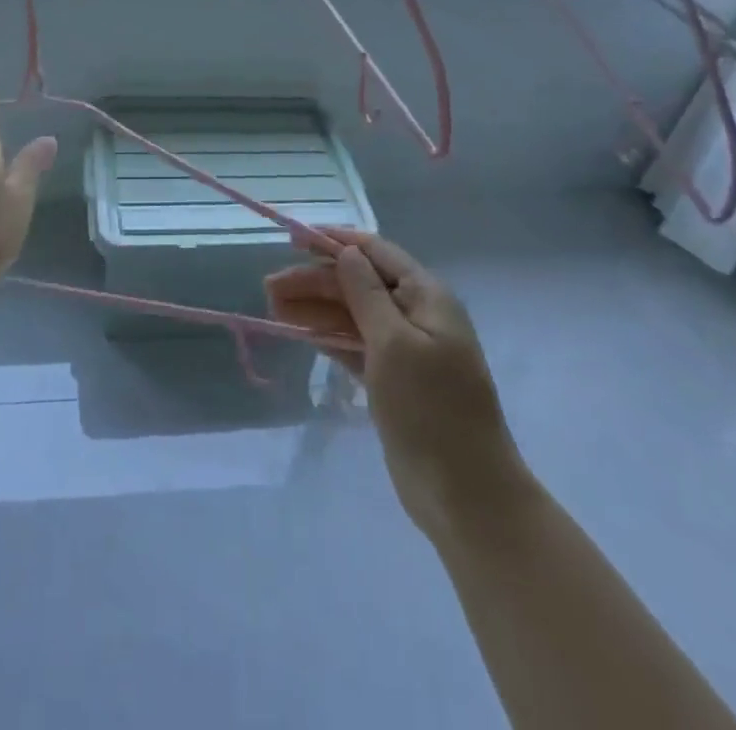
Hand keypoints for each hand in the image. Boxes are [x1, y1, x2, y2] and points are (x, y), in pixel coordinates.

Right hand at [265, 228, 522, 537]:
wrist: (465, 494)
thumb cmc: (431, 409)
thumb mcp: (395, 343)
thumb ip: (366, 293)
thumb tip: (347, 251)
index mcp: (426, 296)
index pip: (375, 252)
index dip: (335, 242)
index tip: (293, 240)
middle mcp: (416, 315)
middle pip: (358, 284)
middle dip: (315, 281)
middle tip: (269, 287)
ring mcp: (404, 351)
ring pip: (352, 316)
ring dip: (315, 309)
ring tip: (272, 306)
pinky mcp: (392, 381)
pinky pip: (354, 346)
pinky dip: (327, 337)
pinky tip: (298, 333)